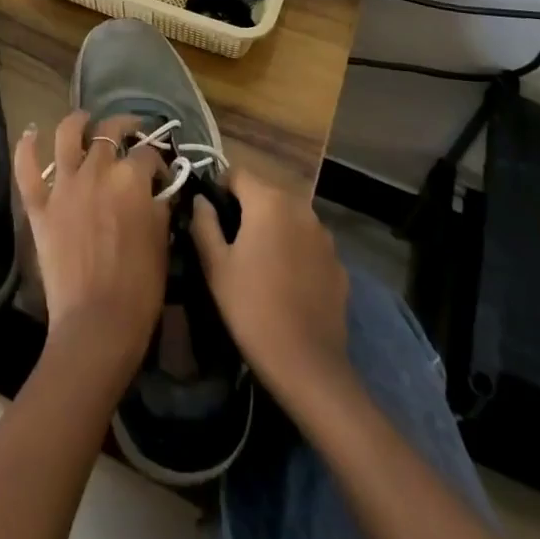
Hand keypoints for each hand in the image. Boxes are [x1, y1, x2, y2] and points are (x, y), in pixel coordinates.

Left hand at [15, 112, 169, 381]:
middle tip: (131, 132)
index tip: (161, 173)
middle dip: (125, 127)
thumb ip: (159, 206)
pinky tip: (31, 132)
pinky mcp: (40, 206)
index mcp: (131, 179)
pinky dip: (26, 147)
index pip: (147, 154)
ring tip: (85, 119)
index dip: (157, 160)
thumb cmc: (139, 288)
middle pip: (110, 132)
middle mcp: (97, 171)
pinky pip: (27, 169)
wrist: (96, 325)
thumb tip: (156, 191)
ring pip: (68, 135)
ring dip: (78, 120)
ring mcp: (64, 186)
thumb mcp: (162, 241)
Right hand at [191, 167, 350, 400]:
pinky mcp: (338, 262)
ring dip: (273, 229)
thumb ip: (204, 223)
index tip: (210, 215)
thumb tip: (201, 200)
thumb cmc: (252, 309)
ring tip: (260, 263)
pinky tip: (287, 283)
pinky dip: (295, 251)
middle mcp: (300, 207)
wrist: (308, 365)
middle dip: (247, 209)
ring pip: (289, 218)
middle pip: (265, 194)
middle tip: (231, 243)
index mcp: (268, 201)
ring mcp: (324, 235)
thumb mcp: (215, 266)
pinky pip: (308, 243)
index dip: (220, 188)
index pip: (237, 173)